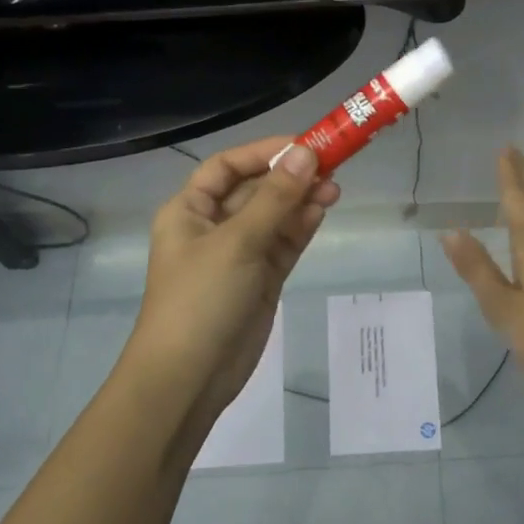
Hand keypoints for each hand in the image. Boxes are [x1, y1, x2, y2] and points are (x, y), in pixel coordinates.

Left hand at [122, 139, 341, 426]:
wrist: (189, 377)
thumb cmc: (201, 299)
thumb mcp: (237, 242)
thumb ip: (275, 198)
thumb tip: (307, 154)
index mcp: (190, 211)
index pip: (227, 167)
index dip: (263, 152)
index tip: (304, 146)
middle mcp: (213, 228)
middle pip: (255, 190)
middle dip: (290, 178)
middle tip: (331, 167)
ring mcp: (239, 256)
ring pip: (274, 217)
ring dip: (301, 201)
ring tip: (335, 189)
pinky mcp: (260, 280)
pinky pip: (283, 244)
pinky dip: (301, 228)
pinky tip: (322, 212)